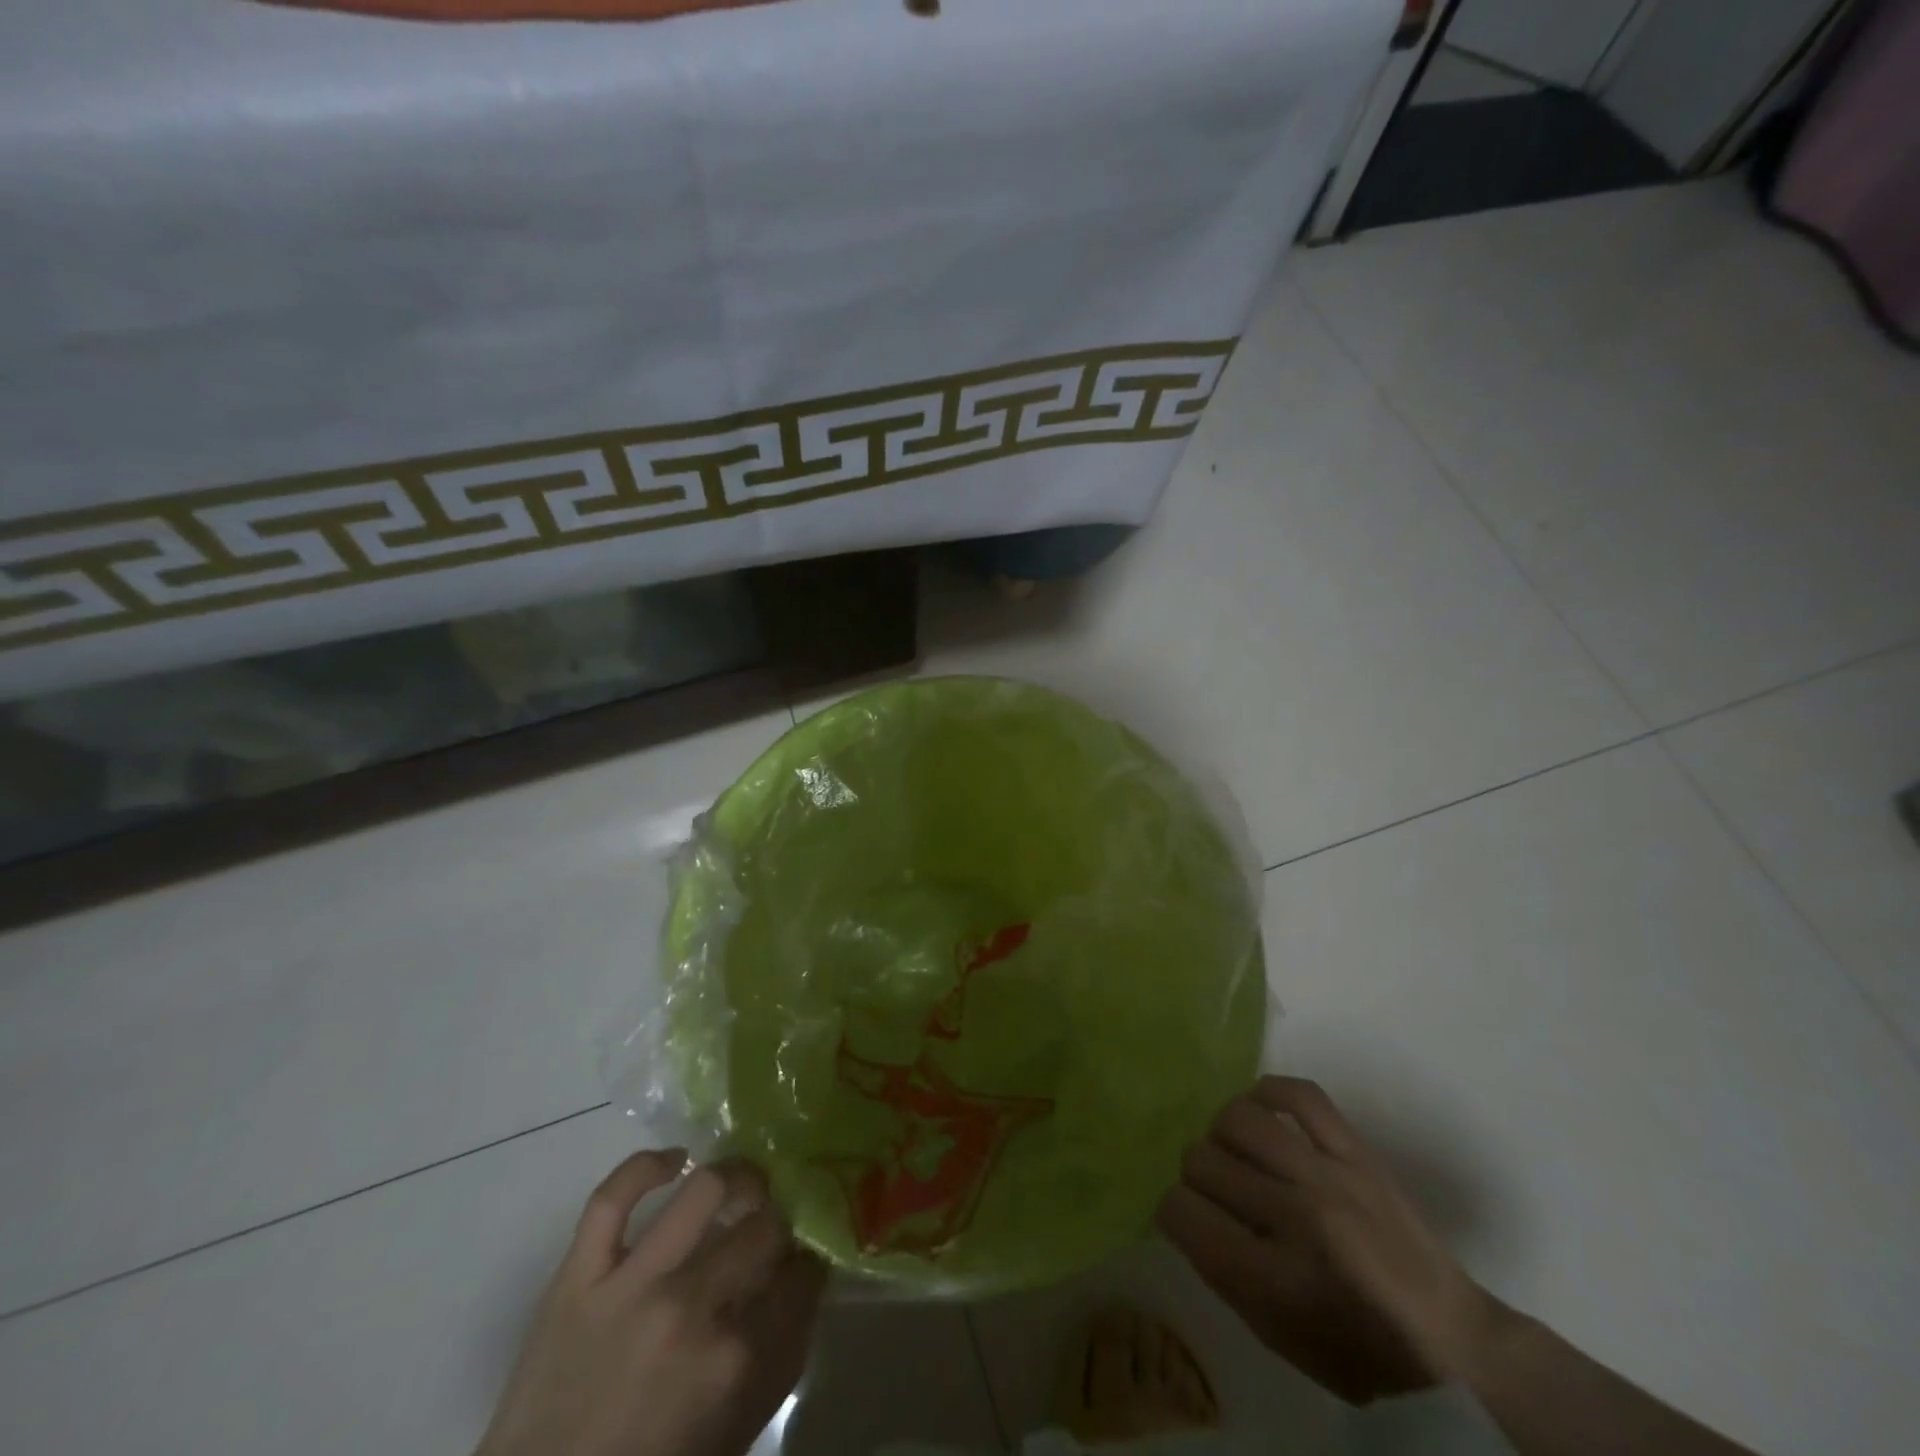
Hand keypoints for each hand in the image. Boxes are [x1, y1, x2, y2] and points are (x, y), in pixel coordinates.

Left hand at [478, 1150, 826, 1455]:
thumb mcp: (733, 1433)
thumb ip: (778, 1360)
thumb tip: (803, 1284)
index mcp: (733, 1360)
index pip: (800, 1279)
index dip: (809, 1262)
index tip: (803, 1259)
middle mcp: (690, 1308)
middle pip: (763, 1228)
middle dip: (779, 1223)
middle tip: (771, 1228)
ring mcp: (631, 1285)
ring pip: (703, 1192)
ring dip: (736, 1178)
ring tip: (741, 1185)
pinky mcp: (577, 1276)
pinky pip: (611, 1199)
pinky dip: (645, 1166)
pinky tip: (674, 1162)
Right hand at [1158, 1077, 1503, 1405]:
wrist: (1454, 1346)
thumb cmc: (1357, 1354)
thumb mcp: (1275, 1334)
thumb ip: (1221, 1267)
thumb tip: (1185, 1206)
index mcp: (1271, 1279)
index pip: (1180, 1210)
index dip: (1173, 1212)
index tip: (1189, 1219)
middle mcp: (1295, 1217)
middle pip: (1201, 1159)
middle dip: (1197, 1177)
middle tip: (1219, 1193)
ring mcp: (1329, 1176)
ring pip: (1237, 1119)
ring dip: (1223, 1136)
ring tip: (1239, 1154)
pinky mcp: (1357, 1151)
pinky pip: (1298, 1093)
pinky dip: (1269, 1092)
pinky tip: (1264, 1112)